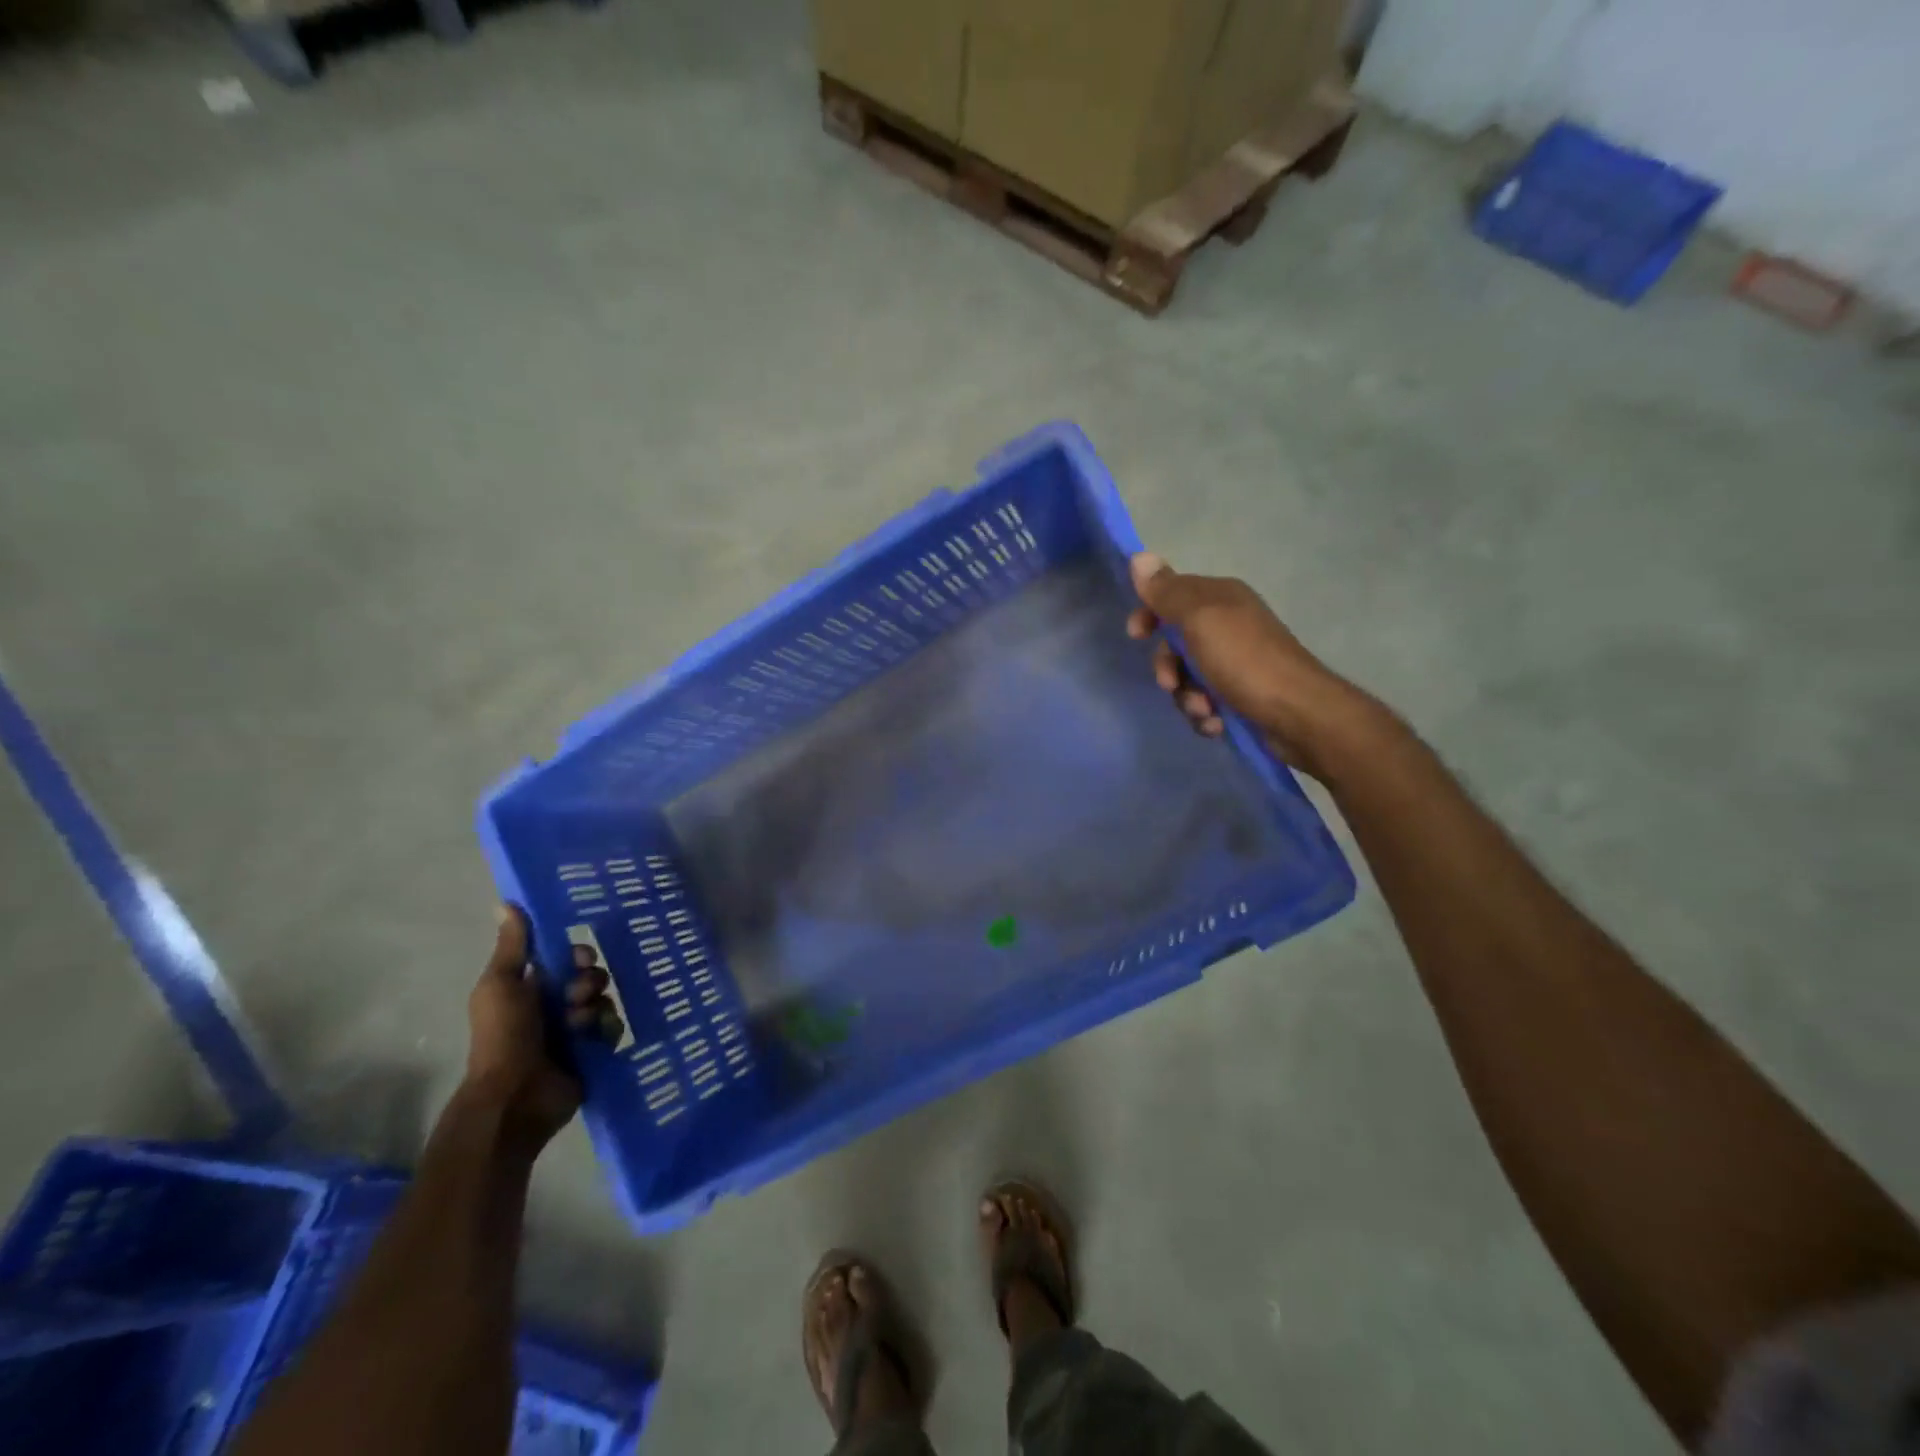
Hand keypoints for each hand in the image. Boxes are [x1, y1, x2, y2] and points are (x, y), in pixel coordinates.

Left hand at [465, 906, 623, 1150]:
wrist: (515, 1096)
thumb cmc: (503, 1036)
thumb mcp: (501, 985)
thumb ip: (512, 946)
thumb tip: (505, 903)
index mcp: (533, 988)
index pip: (568, 958)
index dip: (579, 954)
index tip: (582, 958)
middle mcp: (555, 1006)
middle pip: (591, 977)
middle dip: (590, 982)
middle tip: (577, 997)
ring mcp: (575, 1031)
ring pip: (604, 1002)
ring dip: (594, 1010)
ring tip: (579, 1027)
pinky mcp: (593, 1052)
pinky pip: (614, 1028)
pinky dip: (608, 1030)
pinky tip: (596, 1039)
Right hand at [1126, 552, 1376, 778]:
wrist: (1298, 714)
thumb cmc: (1245, 661)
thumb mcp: (1200, 619)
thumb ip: (1167, 592)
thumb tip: (1139, 557)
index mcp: (1220, 598)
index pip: (1171, 596)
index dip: (1149, 614)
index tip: (1136, 635)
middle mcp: (1228, 624)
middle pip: (1175, 643)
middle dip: (1169, 668)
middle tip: (1171, 683)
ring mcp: (1235, 662)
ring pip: (1187, 678)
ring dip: (1186, 698)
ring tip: (1204, 710)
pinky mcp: (1240, 694)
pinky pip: (1204, 702)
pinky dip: (1205, 715)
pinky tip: (1216, 724)